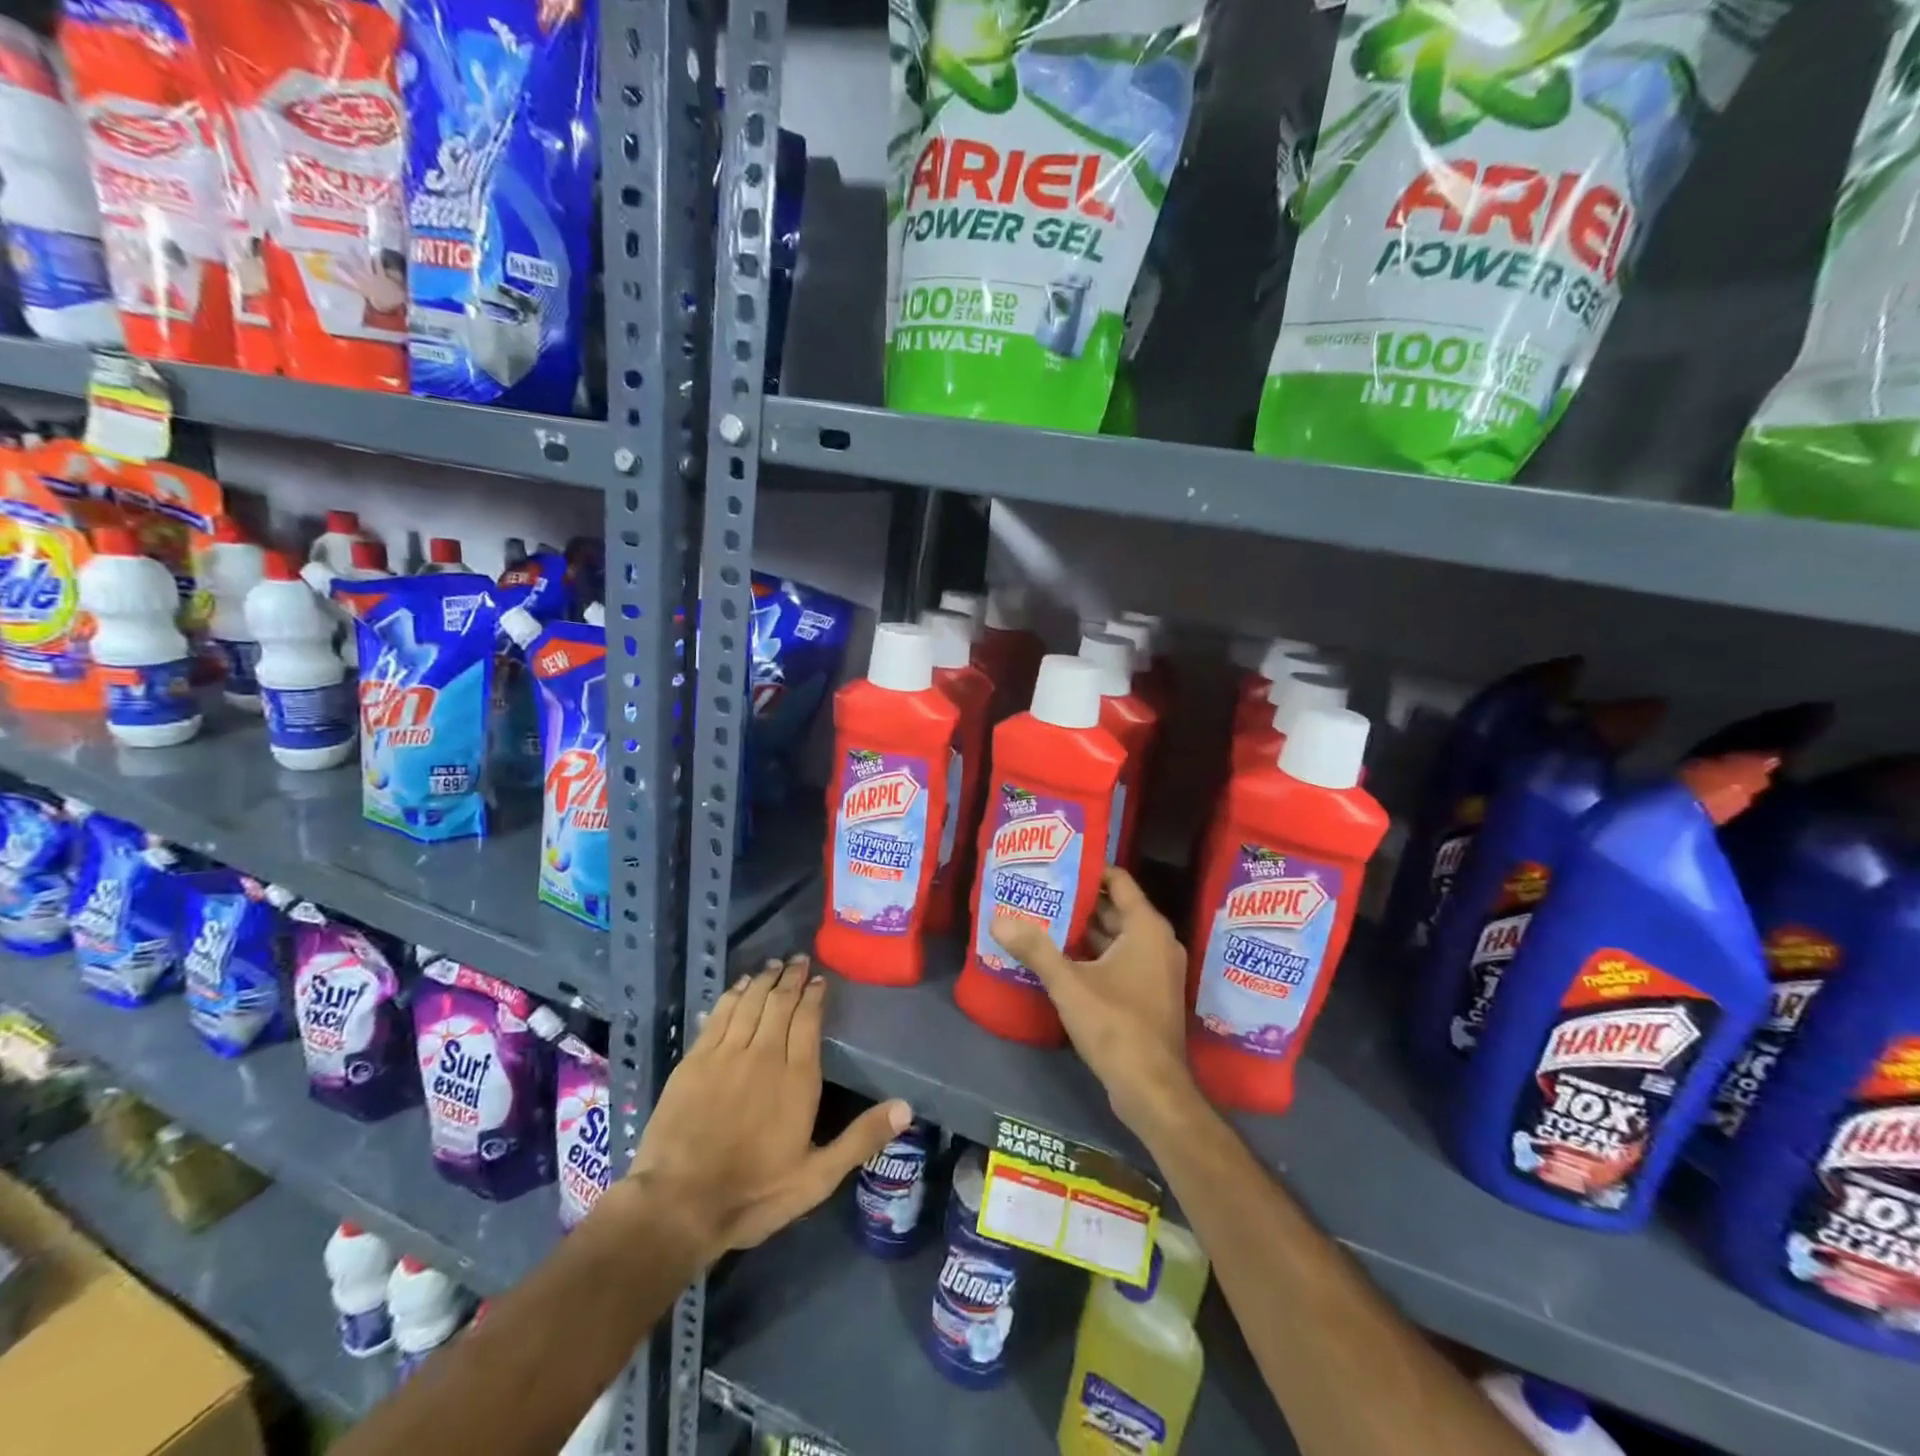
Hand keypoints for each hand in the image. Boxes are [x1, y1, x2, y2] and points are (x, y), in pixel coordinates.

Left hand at [627, 954, 910, 1260]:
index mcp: (797, 1078)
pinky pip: (719, 1015)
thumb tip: (907, 1107)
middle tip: (797, 959)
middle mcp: (764, 1054)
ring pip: (749, 1002)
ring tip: (772, 964)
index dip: (814, 995)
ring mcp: (726, 1054)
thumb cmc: (753, 1193)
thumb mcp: (817, 1177)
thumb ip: (861, 1138)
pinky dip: (732, 995)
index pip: (808, 1020)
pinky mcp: (694, 1060)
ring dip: (763, 980)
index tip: (818, 979)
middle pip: (780, 1003)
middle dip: (791, 977)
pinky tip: (738, 987)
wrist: (678, 1204)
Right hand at [990, 868, 1195, 1135]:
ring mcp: (1156, 970)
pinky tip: (1060, 957)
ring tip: (1042, 918)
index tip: (1056, 863)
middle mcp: (1158, 942)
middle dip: (1080, 900)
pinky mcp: (1149, 994)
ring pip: (1116, 937)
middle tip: (1040, 890)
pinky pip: (1120, 959)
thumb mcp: (1069, 984)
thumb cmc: (1116, 1025)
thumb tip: (998, 920)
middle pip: (1116, 908)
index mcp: (1147, 928)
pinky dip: (1094, 954)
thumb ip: (1035, 949)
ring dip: (1084, 929)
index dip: (1089, 869)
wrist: (1153, 1090)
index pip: (1119, 881)